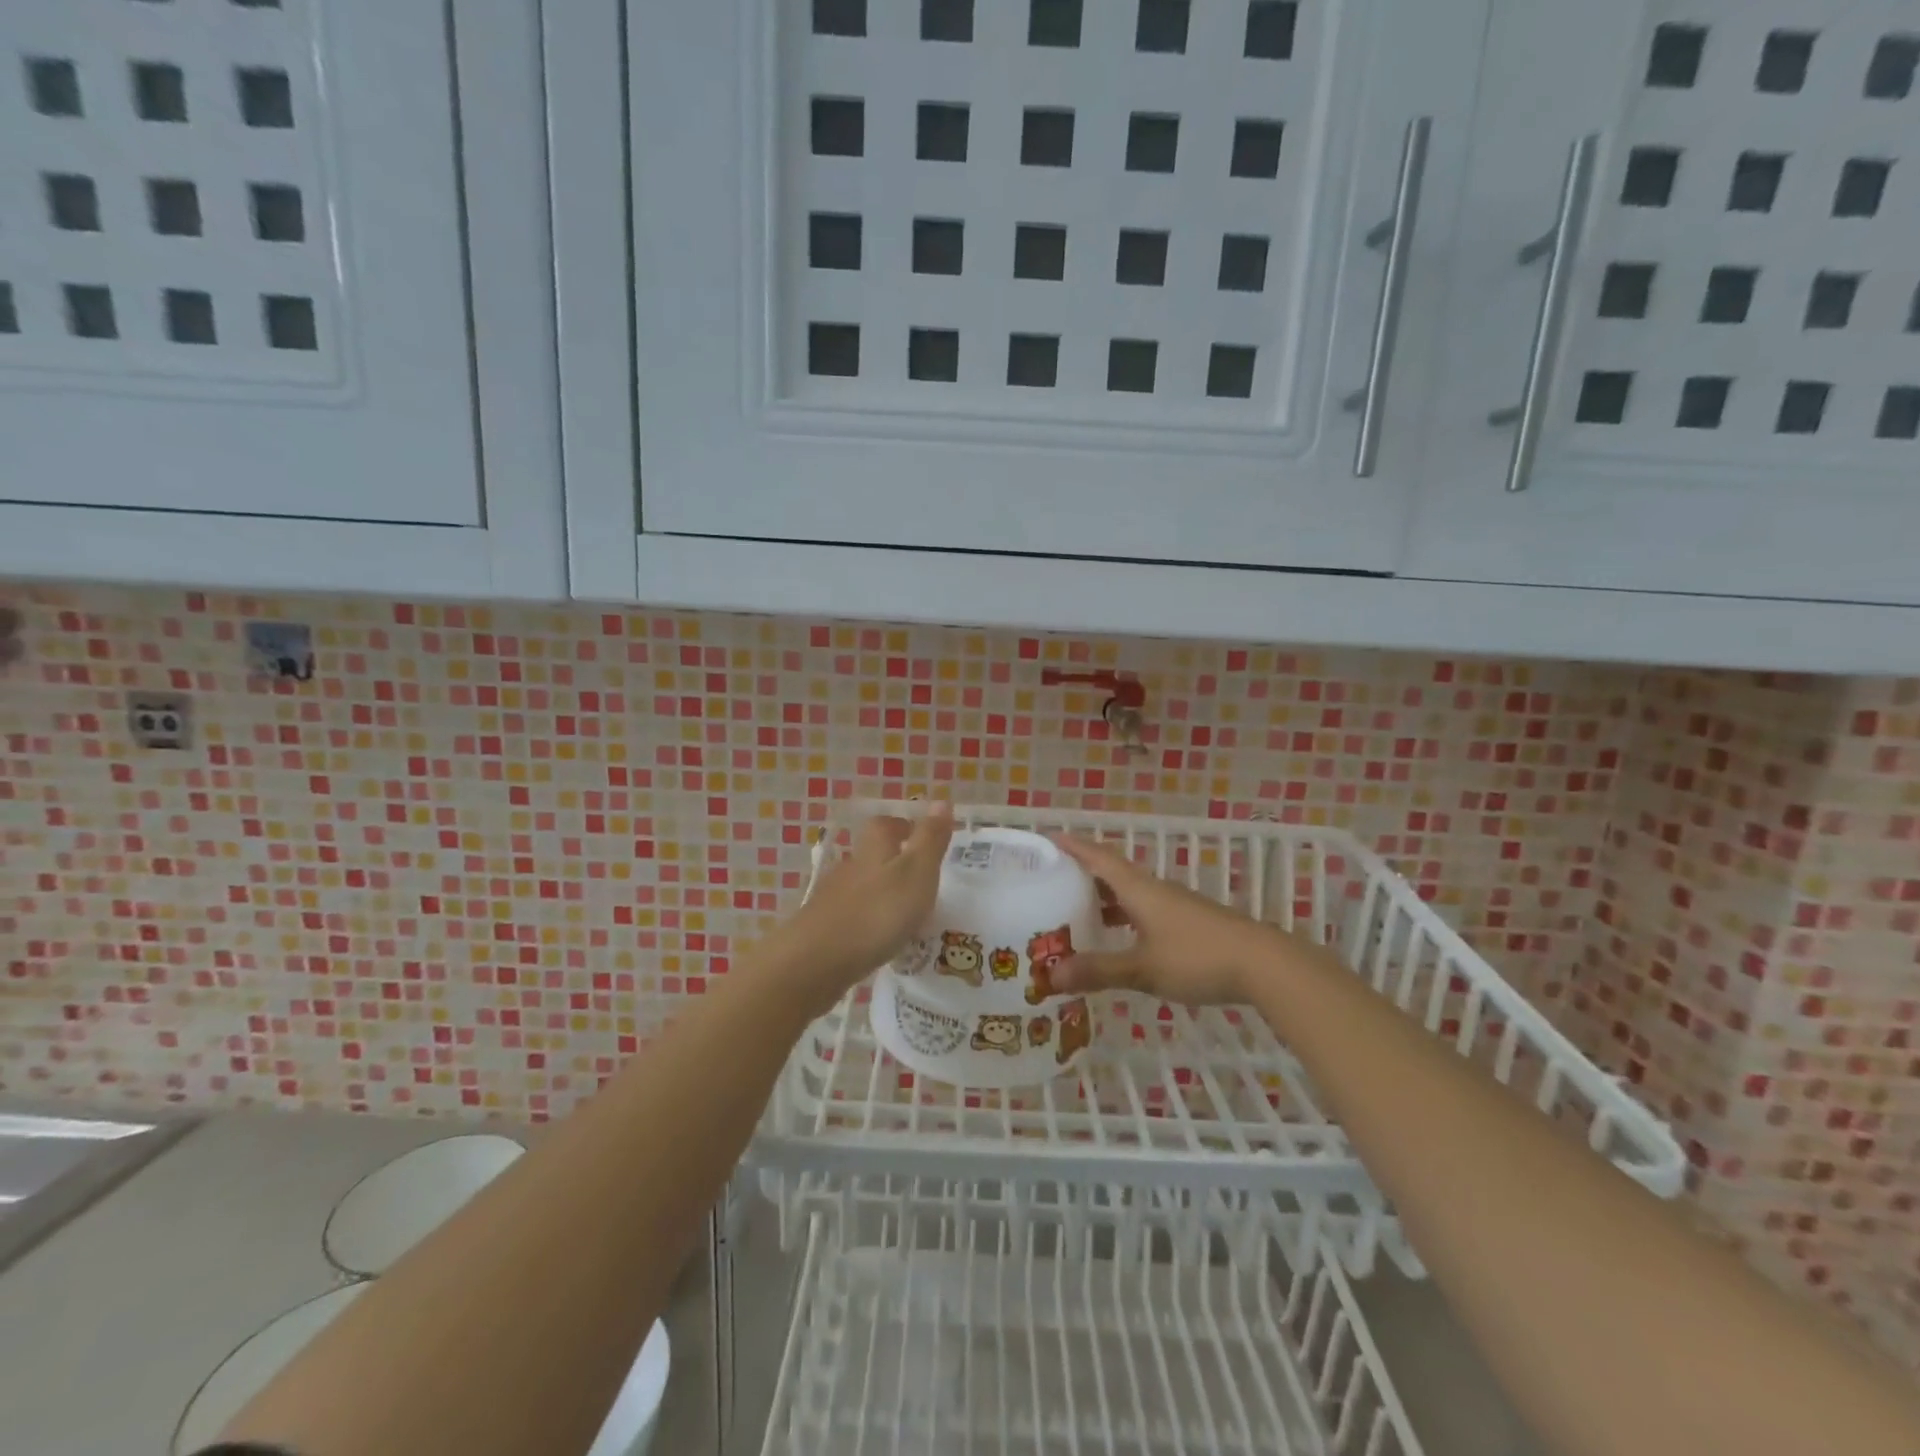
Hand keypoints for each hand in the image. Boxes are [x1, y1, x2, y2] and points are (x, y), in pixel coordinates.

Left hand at [773, 804, 953, 1012]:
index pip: (888, 824)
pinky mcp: (823, 928)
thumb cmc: (877, 912)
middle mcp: (851, 865)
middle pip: (874, 855)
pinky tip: (880, 940)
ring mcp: (833, 897)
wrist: (815, 961)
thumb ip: (930, 839)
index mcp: (874, 847)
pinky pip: (853, 917)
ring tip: (908, 917)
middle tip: (924, 881)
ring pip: (864, 887)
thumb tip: (942, 799)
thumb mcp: (916, 872)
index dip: (906, 827)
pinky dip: (869, 922)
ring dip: (883, 895)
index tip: (925, 839)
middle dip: (896, 863)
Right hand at [1048, 834, 1279, 1005]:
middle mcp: (1154, 890)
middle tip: (1051, 881)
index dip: (1074, 846)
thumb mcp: (1142, 968)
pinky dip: (1124, 918)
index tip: (1050, 837)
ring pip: (1130, 894)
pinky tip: (1119, 939)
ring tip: (1076, 912)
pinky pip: (1145, 911)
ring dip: (1104, 900)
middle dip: (1083, 874)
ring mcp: (1175, 906)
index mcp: (1138, 889)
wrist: (1264, 964)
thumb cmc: (1197, 957)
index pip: (1099, 857)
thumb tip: (1051, 977)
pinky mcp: (1189, 923)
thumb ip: (1099, 971)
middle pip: (1113, 873)